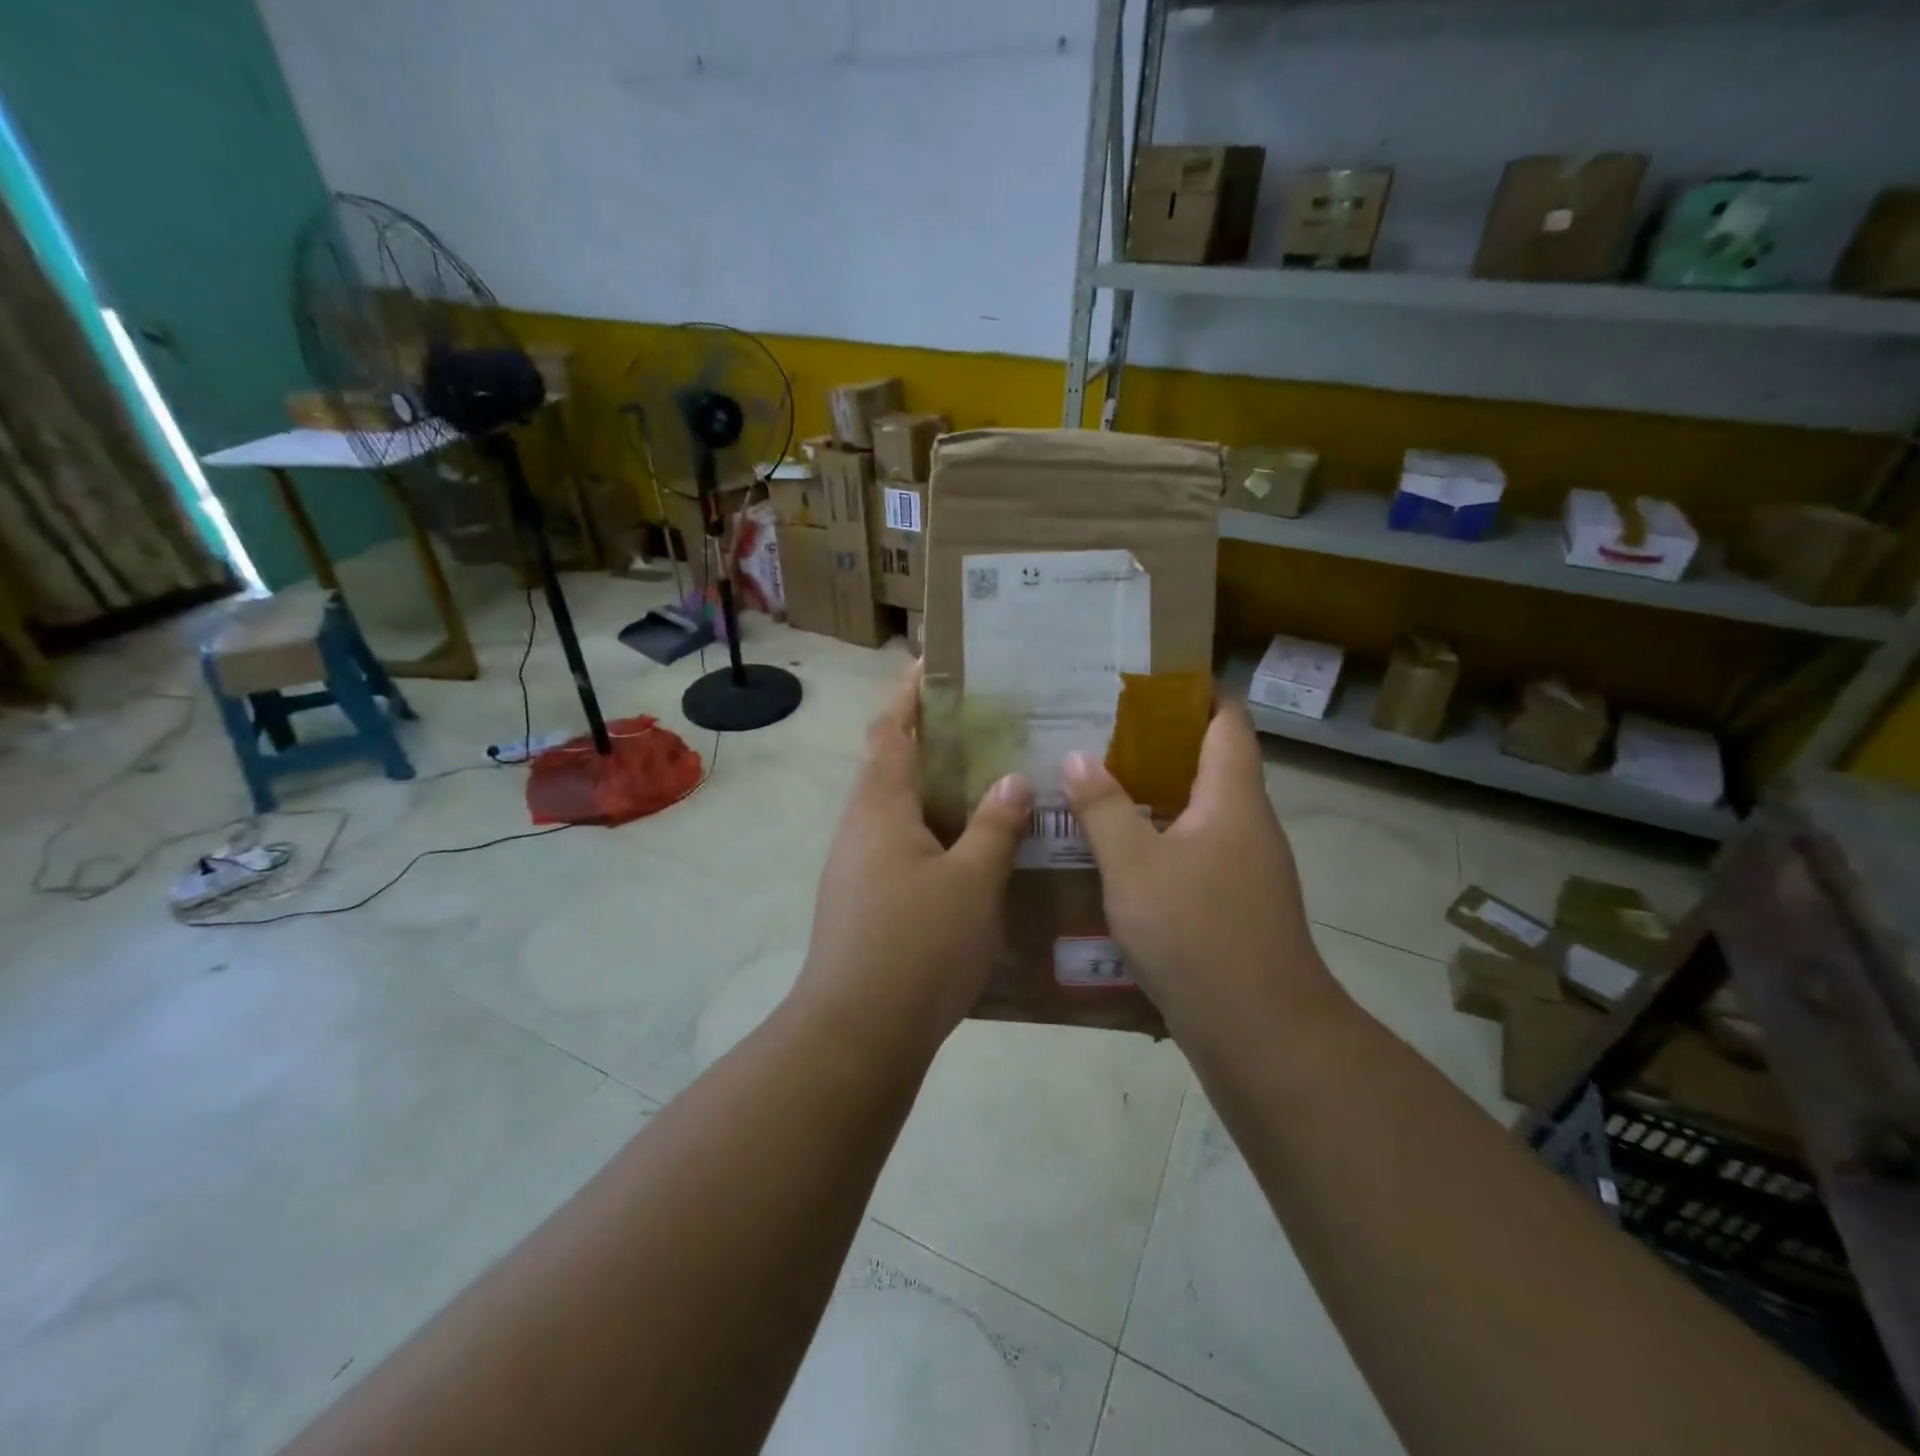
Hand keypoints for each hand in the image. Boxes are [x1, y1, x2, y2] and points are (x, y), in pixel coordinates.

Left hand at [793, 665, 1032, 1050]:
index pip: (893, 730)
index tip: (933, 665)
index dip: (910, 694)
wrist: (858, 1031)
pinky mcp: (862, 902)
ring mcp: (856, 867)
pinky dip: (932, 834)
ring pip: (898, 812)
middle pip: (892, 766)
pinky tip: (969, 853)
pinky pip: (900, 848)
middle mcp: (860, 827)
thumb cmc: (917, 943)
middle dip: (930, 742)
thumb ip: (994, 826)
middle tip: (984, 729)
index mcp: (881, 806)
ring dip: (934, 792)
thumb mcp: (973, 881)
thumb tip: (1012, 780)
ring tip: (987, 785)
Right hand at [1060, 702, 1336, 1043]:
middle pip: (1211, 763)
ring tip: (1099, 784)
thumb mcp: (1133, 866)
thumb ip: (1103, 808)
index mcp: (1232, 799)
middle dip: (1160, 743)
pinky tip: (1119, 853)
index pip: (1228, 721)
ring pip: (1200, 811)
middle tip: (1100, 733)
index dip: (1197, 693)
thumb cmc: (1196, 933)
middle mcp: (1248, 824)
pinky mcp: (1237, 904)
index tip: (1148, 681)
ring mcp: (1247, 867)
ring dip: (1156, 794)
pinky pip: (1197, 850)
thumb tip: (1077, 757)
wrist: (1260, 1032)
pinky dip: (1161, 838)